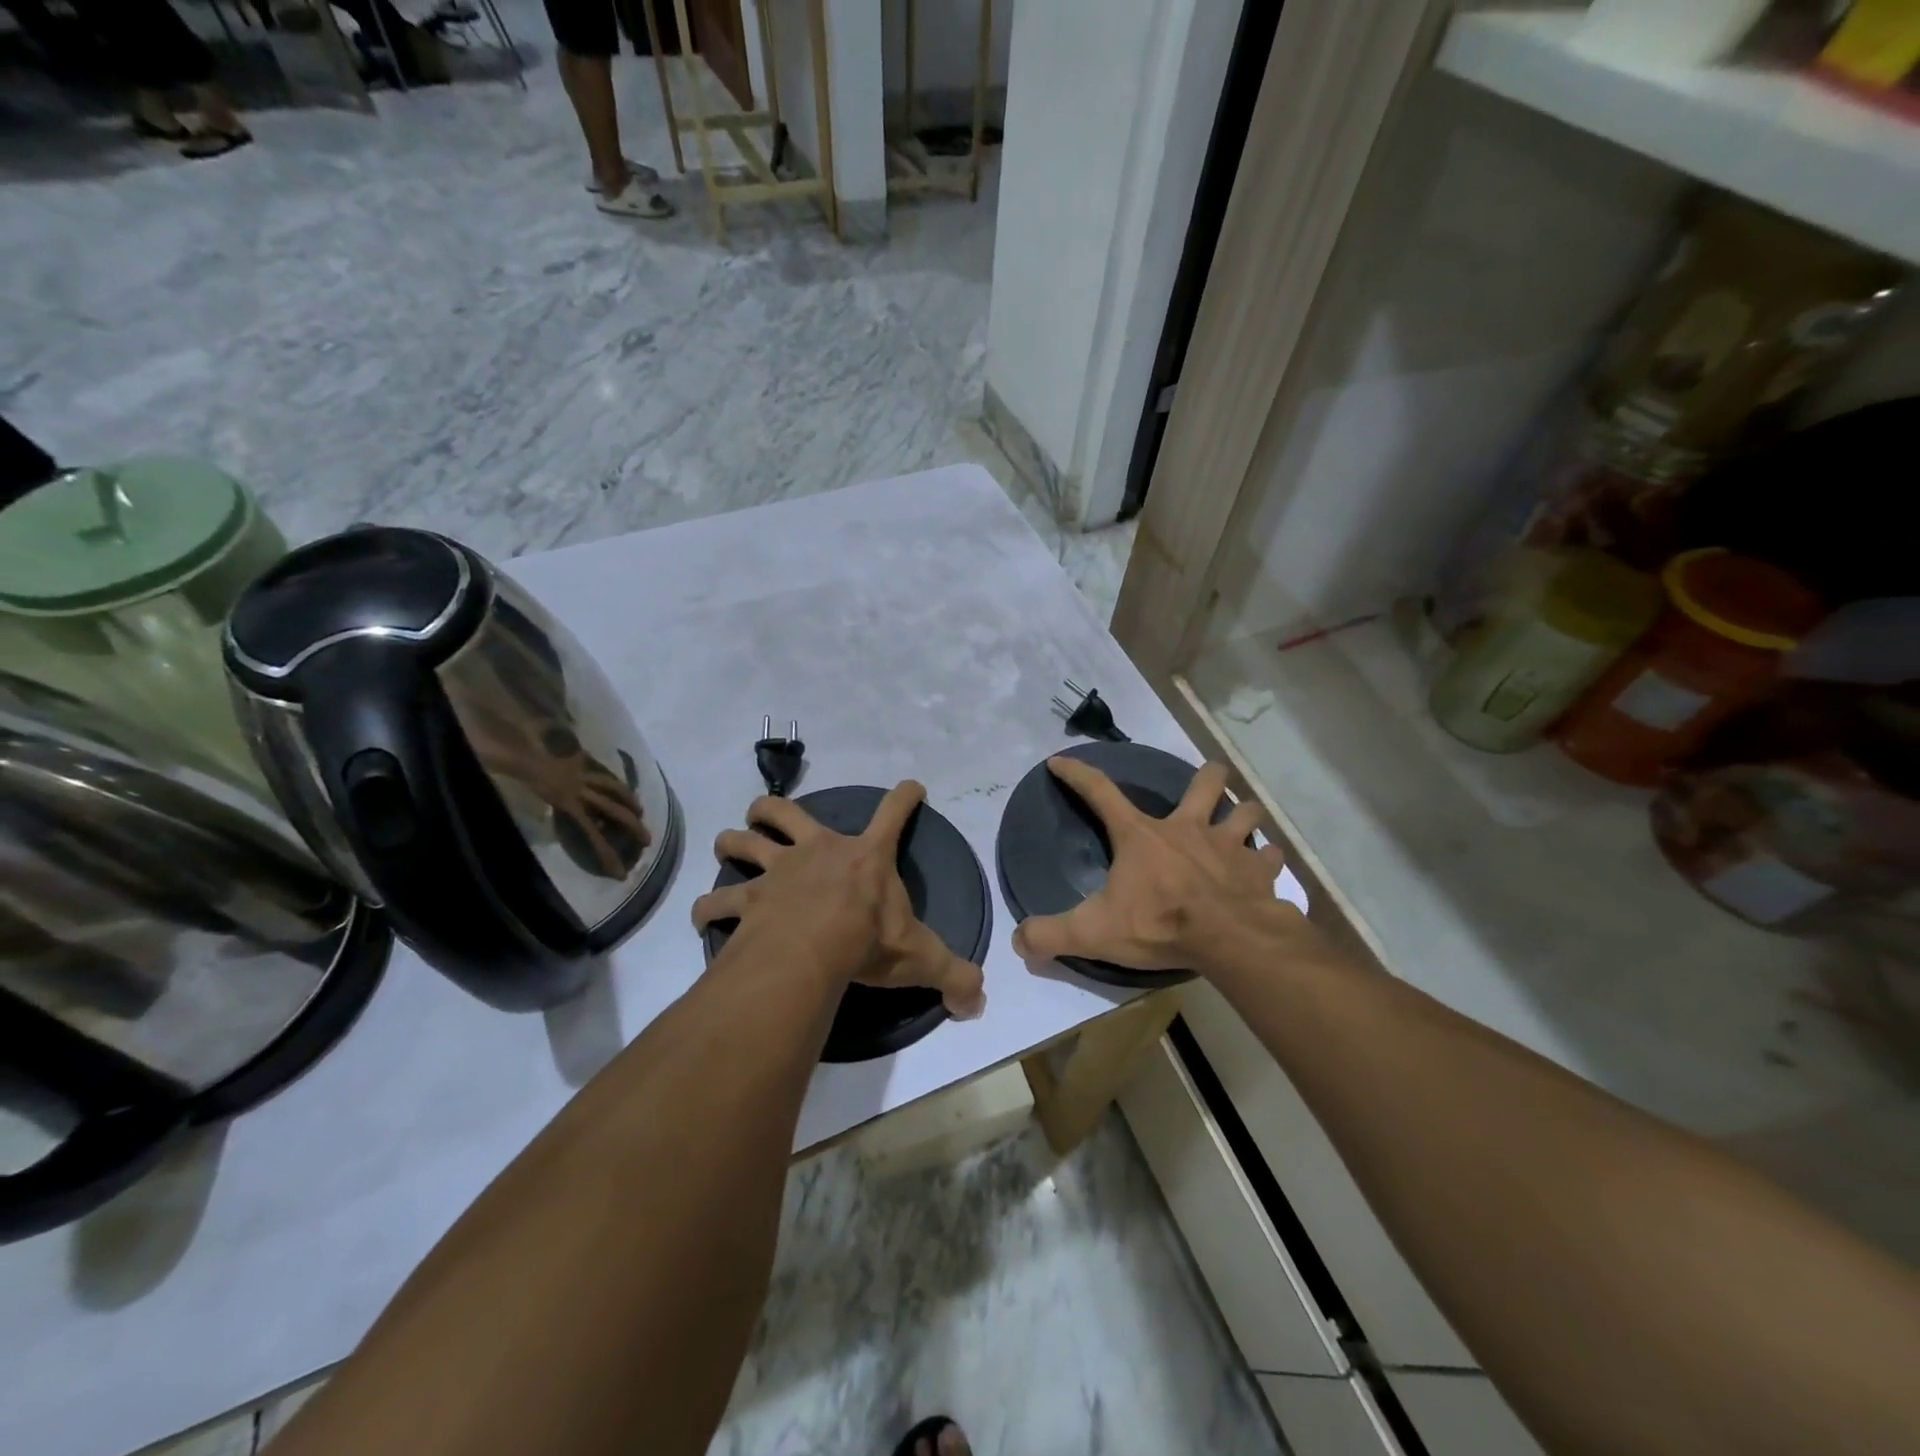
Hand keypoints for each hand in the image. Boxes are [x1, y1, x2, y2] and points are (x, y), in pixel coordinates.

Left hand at [691, 781, 986, 1018]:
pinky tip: (705, 917)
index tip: (912, 787)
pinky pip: (717, 901)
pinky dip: (708, 908)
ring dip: (732, 842)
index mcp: (865, 857)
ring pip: (742, 842)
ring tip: (729, 848)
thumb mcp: (920, 958)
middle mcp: (817, 851)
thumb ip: (954, 976)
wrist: (810, 952)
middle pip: (784, 811)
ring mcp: (777, 873)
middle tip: (765, 818)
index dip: (905, 798)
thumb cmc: (868, 943)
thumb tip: (979, 1002)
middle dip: (769, 810)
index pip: (895, 814)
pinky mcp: (748, 901)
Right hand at [1011, 757, 1299, 975]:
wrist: (1228, 939)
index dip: (1076, 774)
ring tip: (1242, 818)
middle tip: (1209, 779)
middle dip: (1207, 777)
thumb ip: (1052, 934)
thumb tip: (1019, 940)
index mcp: (1141, 836)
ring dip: (1244, 813)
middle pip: (1204, 784)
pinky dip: (1269, 859)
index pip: (1099, 793)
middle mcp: (1187, 829)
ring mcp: (1228, 846)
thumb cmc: (1159, 924)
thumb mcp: (1094, 932)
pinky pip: (1271, 856)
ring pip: (1245, 812)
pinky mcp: (1259, 871)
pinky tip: (1267, 865)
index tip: (1059, 761)